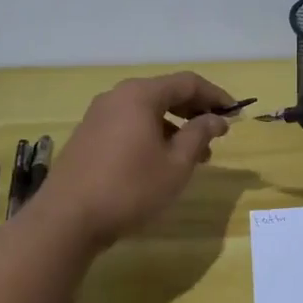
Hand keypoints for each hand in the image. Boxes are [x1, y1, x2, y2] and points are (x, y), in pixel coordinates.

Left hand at [35, 72, 232, 247]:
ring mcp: (98, 116)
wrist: (66, 220)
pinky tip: (162, 161)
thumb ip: (199, 135)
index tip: (236, 113)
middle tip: (218, 132)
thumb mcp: (176, 164)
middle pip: (166, 93)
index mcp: (140, 95)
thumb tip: (216, 119)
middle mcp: (117, 96)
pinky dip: (153, 134)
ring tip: (195, 155)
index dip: (215, 96)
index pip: (188, 83)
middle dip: (195, 110)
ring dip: (175, 126)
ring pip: (147, 111)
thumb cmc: (130, 187)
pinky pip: (130, 124)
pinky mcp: (88, 136)